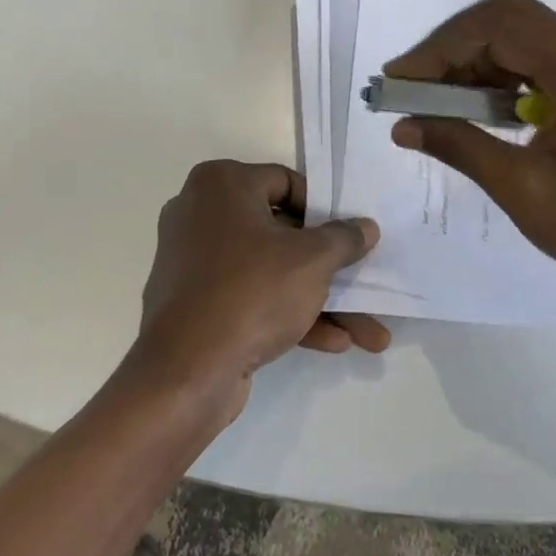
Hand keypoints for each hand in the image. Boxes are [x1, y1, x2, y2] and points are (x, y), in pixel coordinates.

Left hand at [131, 161, 384, 425]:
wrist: (185, 372)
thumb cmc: (251, 291)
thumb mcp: (312, 260)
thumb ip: (344, 238)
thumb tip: (365, 227)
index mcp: (221, 184)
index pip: (285, 182)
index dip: (324, 210)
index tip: (349, 235)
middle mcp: (202, 214)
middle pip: (281, 232)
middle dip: (330, 267)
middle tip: (364, 281)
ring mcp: (196, 262)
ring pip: (270, 271)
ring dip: (319, 300)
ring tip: (370, 334)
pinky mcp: (195, 304)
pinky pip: (250, 297)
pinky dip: (288, 314)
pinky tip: (334, 342)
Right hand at [384, 0, 555, 305]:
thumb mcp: (521, 188)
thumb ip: (459, 146)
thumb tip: (400, 126)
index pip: (500, 26)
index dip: (442, 47)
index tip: (401, 79)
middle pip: (508, 17)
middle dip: (453, 46)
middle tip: (415, 84)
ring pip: (518, 33)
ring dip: (472, 59)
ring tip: (437, 98)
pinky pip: (533, 57)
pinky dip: (495, 73)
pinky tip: (476, 106)